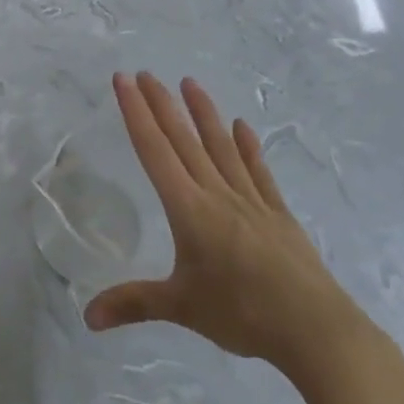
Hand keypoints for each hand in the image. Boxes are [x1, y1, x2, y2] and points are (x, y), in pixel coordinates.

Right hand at [85, 73, 372, 382]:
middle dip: (161, 104)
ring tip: (190, 82)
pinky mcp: (278, 214)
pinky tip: (242, 127)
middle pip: (183, 140)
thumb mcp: (181, 308)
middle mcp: (216, 194)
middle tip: (146, 73)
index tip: (124, 80)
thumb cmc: (242, 313)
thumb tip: (86, 319)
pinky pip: (258, 172)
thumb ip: (133, 305)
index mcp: (188, 208)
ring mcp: (251, 201)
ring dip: (203, 113)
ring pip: (220, 147)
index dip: (136, 113)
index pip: (154, 150)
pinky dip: (248, 147)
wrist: (317, 331)